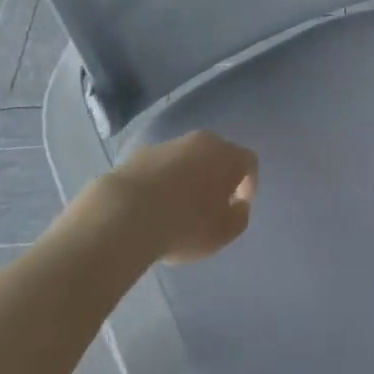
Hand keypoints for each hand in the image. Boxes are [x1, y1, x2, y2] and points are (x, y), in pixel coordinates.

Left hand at [102, 130, 257, 263]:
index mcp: (227, 155)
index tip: (238, 208)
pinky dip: (164, 181)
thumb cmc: (184, 224)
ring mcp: (169, 144)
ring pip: (188, 159)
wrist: (124, 214)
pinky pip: (162, 167)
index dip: (249, 185)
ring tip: (178, 209)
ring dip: (189, 178)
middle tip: (210, 206)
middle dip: (218, 178)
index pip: (249, 162)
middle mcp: (202, 141)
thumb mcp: (223, 232)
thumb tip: (237, 205)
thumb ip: (239, 217)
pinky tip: (153, 207)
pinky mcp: (141, 154)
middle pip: (218, 155)